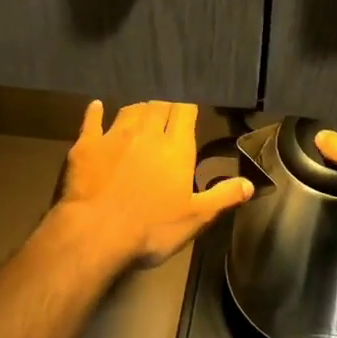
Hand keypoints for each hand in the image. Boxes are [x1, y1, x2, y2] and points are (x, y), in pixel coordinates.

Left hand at [54, 100, 253, 268]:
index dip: (187, 107)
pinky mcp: (87, 144)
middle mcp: (146, 132)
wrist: (96, 232)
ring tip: (141, 113)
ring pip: (129, 109)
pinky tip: (97, 106)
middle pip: (158, 105)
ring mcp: (114, 135)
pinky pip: (92, 120)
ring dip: (137, 109)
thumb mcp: (195, 218)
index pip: (185, 111)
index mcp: (175, 147)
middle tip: (166, 115)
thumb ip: (223, 197)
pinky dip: (96, 111)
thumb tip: (250, 184)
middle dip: (164, 107)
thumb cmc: (151, 228)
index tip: (189, 110)